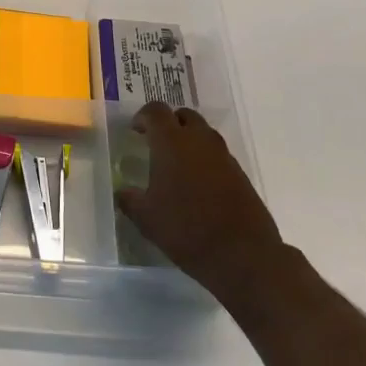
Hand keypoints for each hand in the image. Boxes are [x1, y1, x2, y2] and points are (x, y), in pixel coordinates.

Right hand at [114, 102, 289, 311]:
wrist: (243, 254)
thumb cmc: (186, 229)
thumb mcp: (147, 218)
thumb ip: (130, 200)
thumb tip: (122, 192)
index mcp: (171, 142)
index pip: (156, 111)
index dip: (143, 117)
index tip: (135, 131)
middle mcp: (199, 140)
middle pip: (184, 115)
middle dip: (170, 123)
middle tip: (157, 144)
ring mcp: (224, 156)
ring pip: (204, 134)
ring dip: (190, 140)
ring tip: (178, 166)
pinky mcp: (241, 174)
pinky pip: (218, 155)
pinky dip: (206, 160)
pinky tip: (199, 186)